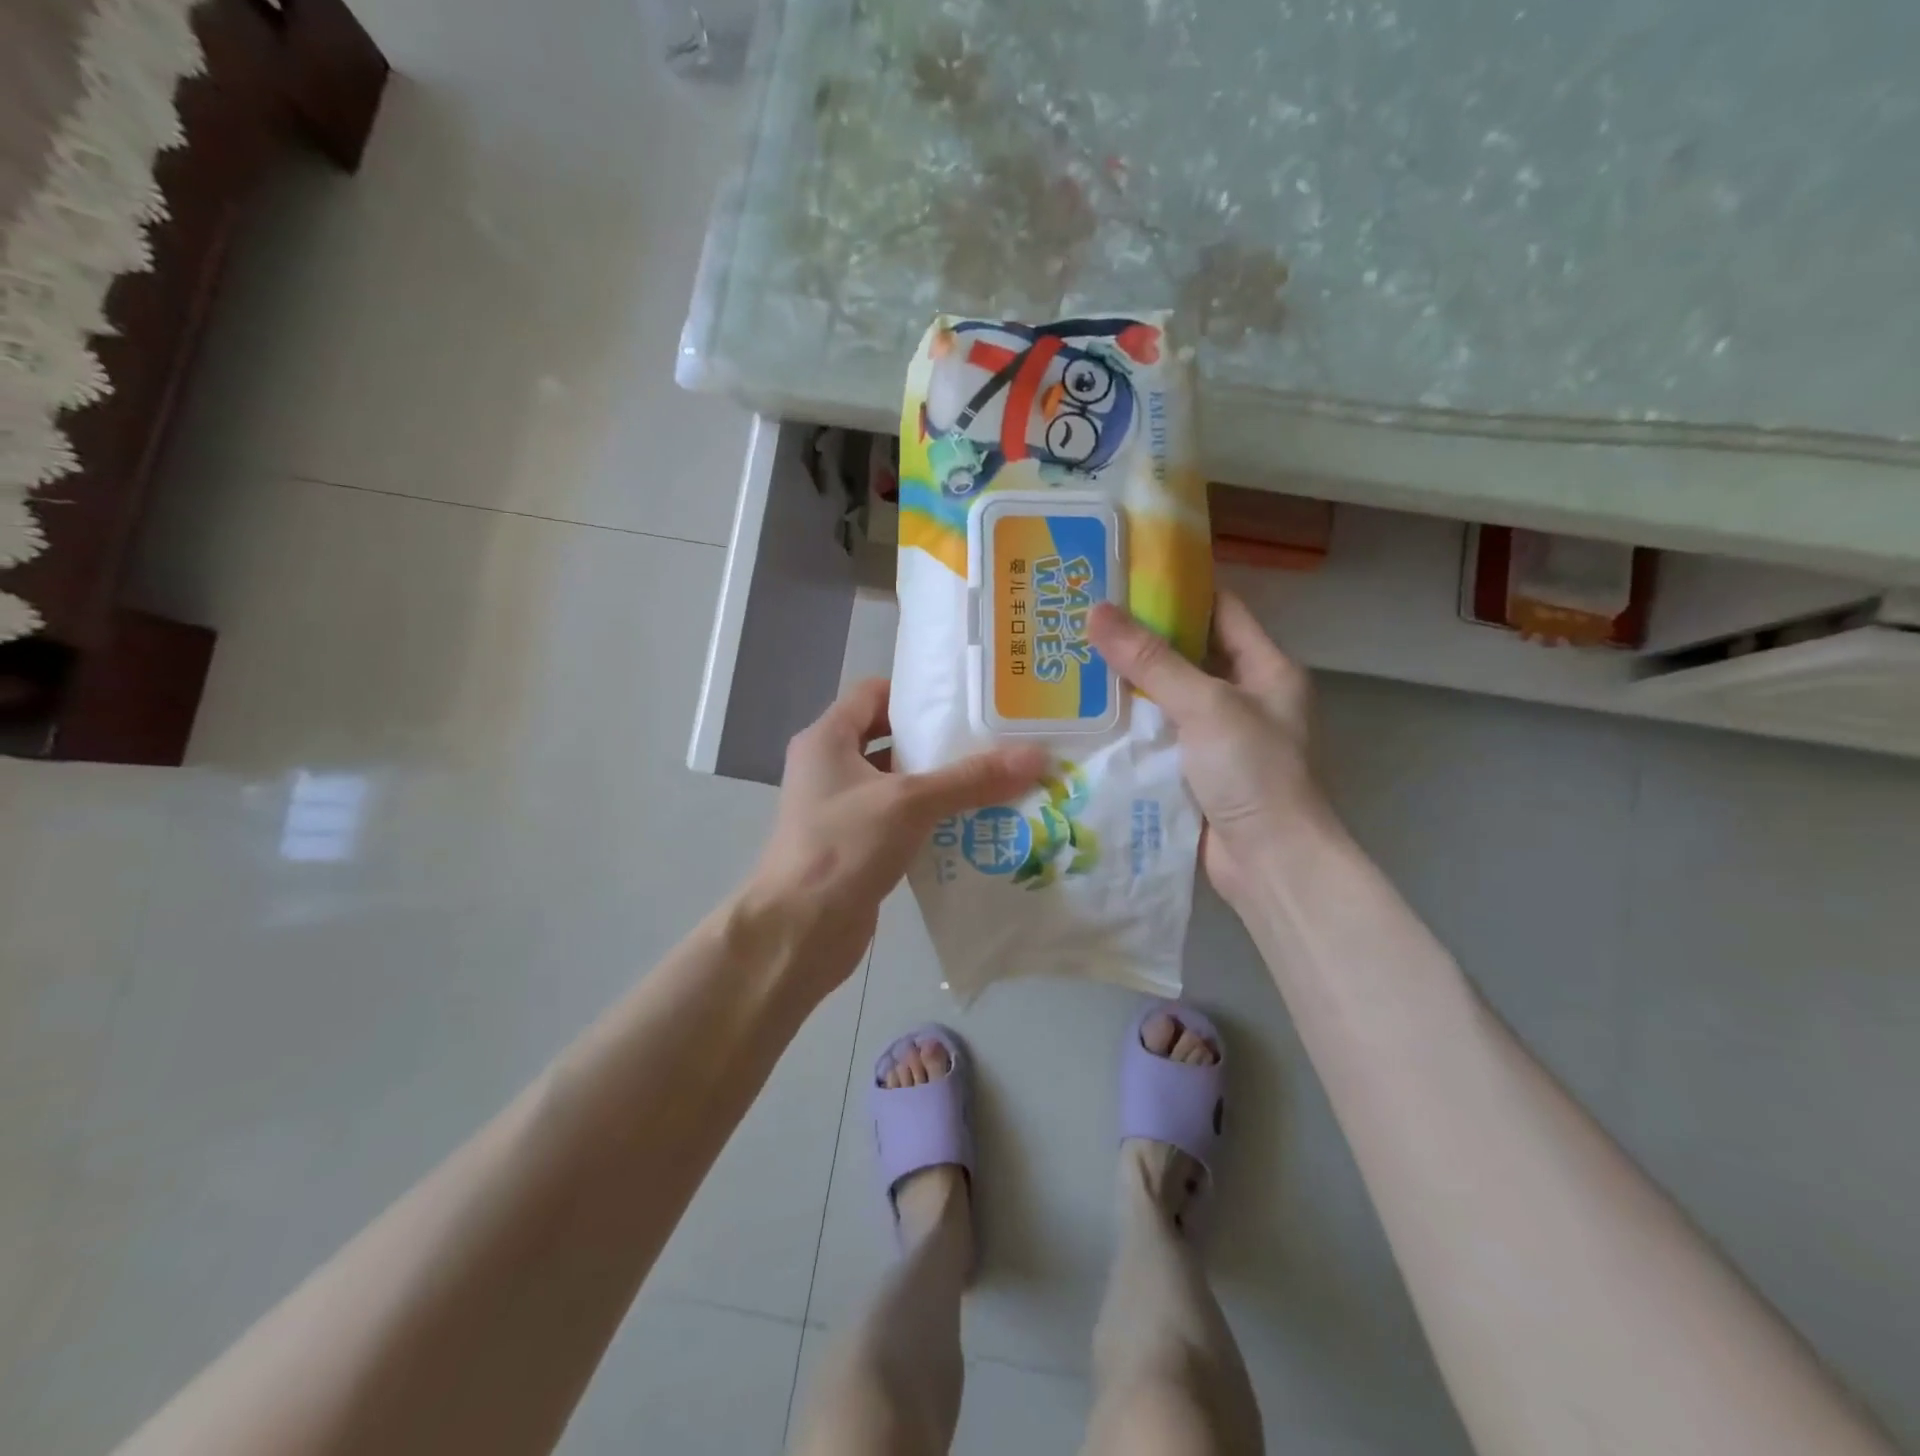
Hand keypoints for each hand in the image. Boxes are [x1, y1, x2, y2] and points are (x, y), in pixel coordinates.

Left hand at [745, 678, 1046, 996]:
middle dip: (938, 742)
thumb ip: (971, 779)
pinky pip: (897, 820)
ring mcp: (840, 809)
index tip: (965, 702)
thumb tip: (1037, 756)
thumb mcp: (909, 803)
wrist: (798, 932)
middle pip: (889, 739)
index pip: (873, 693)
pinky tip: (972, 826)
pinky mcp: (854, 845)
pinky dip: (929, 820)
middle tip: (992, 742)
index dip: (916, 694)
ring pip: (896, 784)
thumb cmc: (843, 847)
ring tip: (995, 782)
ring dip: (938, 785)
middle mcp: (829, 767)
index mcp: (827, 739)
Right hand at [1088, 592, 1324, 909]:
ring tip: (1071, 660)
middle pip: (1187, 654)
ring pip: (1166, 698)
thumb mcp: (1206, 705)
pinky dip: (1127, 726)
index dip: (1177, 589)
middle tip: (1083, 620)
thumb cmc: (1253, 772)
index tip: (1124, 577)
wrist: (1271, 863)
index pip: (1220, 610)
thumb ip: (1152, 660)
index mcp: (1265, 669)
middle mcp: (1244, 697)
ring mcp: (1218, 737)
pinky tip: (1086, 715)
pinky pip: (1156, 737)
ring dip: (1127, 685)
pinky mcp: (1193, 771)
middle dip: (1139, 639)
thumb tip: (1097, 610)